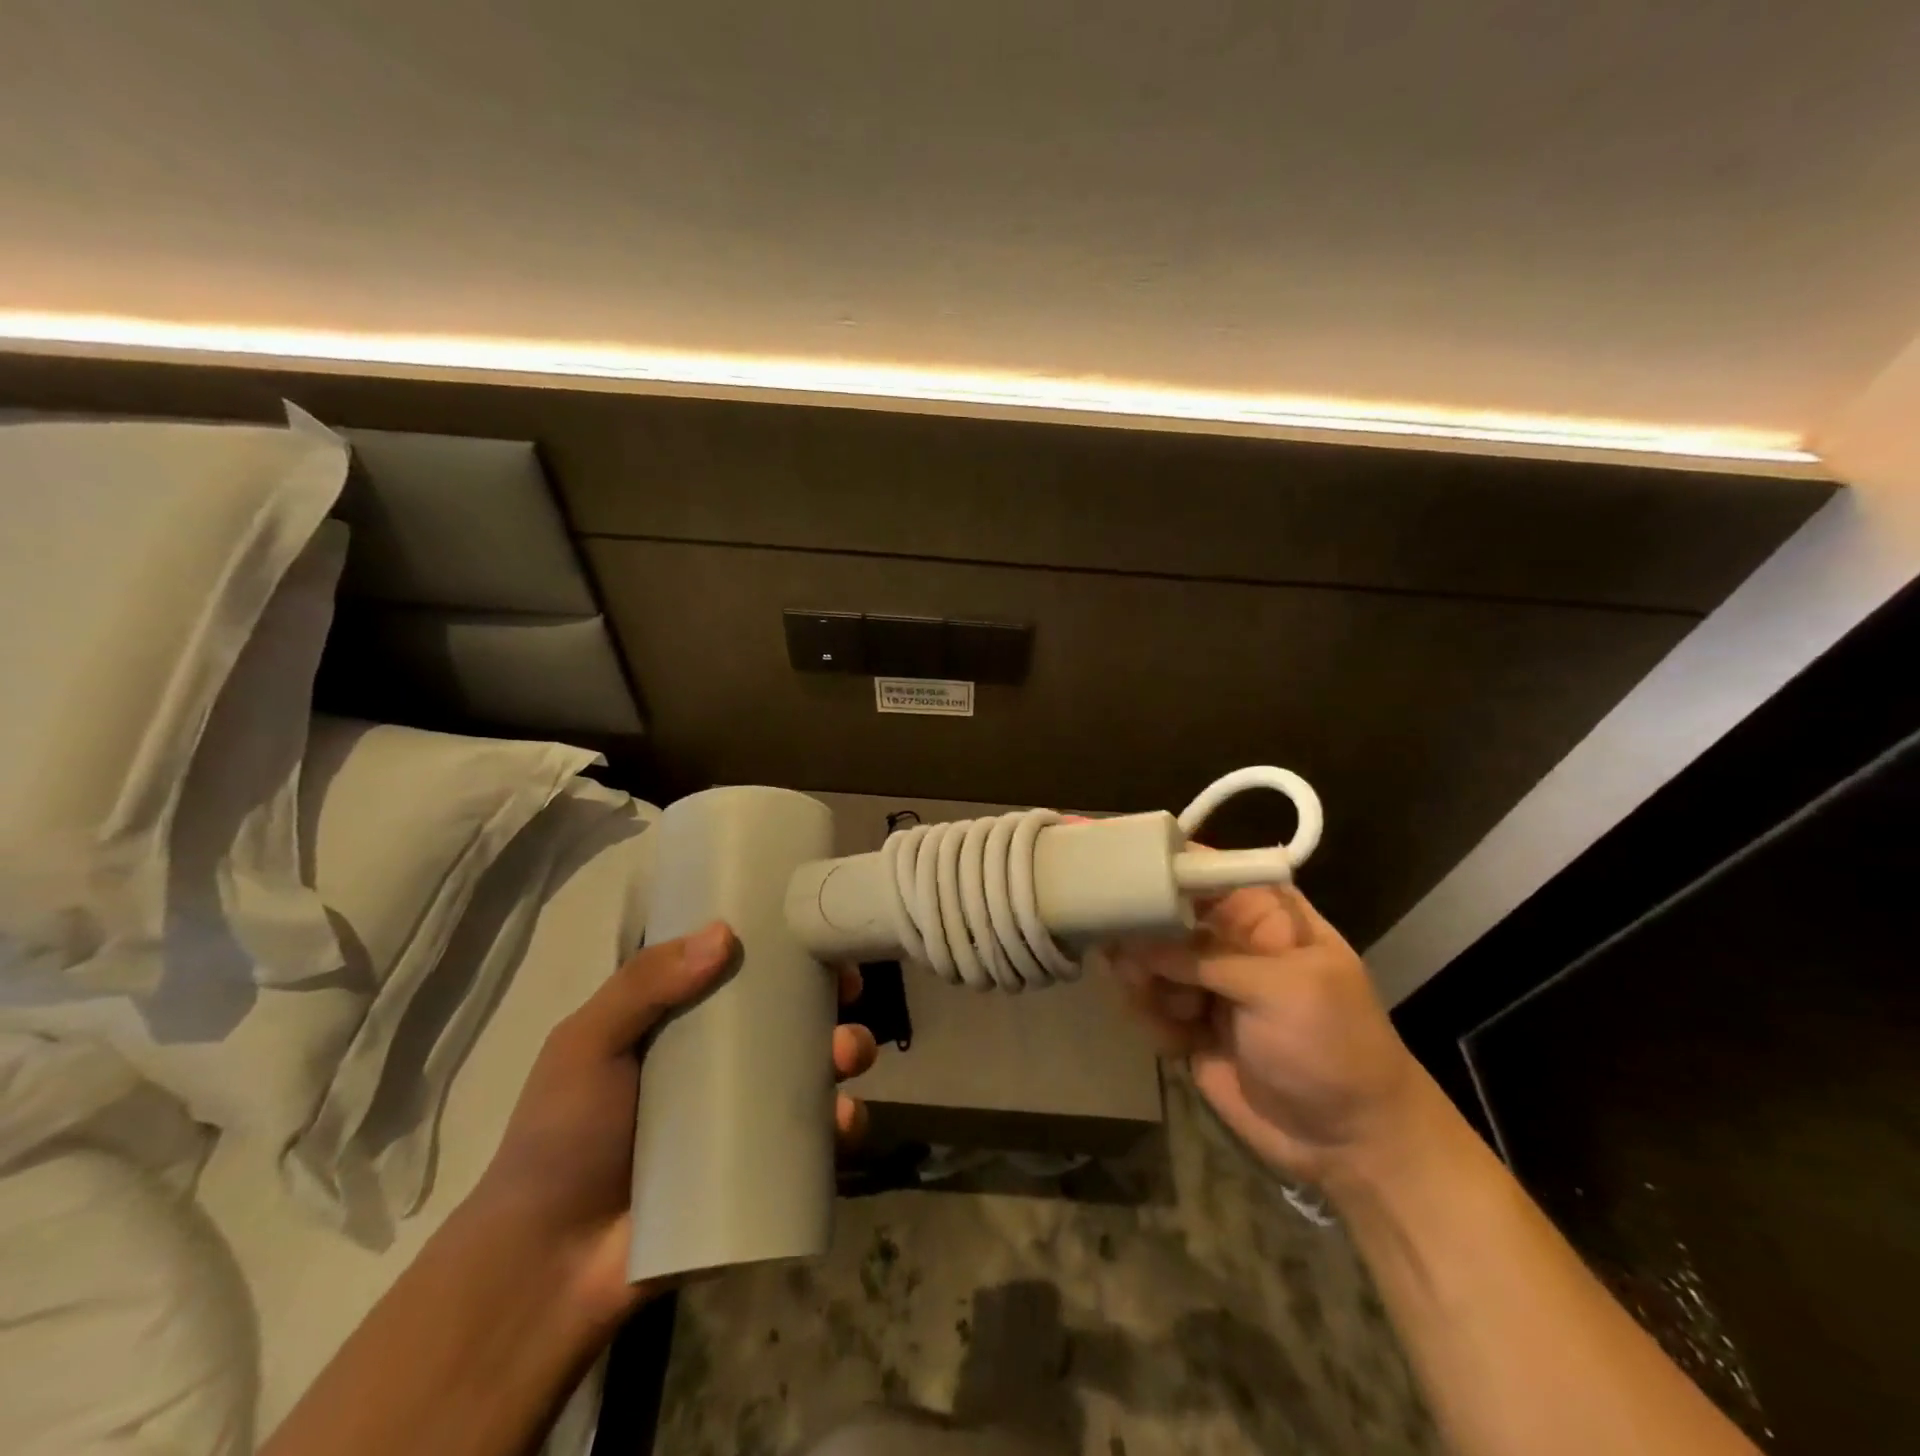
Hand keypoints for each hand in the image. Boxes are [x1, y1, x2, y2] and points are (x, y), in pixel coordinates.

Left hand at [472, 923, 876, 1325]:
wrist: (547, 1268)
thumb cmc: (561, 1139)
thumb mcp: (587, 1045)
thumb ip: (643, 985)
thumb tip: (725, 934)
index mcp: (683, 1022)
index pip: (743, 971)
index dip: (784, 949)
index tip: (817, 935)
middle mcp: (723, 1062)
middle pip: (791, 1015)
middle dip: (830, 998)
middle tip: (849, 994)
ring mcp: (747, 1116)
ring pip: (815, 1070)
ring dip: (848, 1051)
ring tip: (848, 1054)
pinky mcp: (764, 1168)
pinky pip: (816, 1140)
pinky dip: (842, 1124)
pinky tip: (845, 1120)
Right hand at [1107, 884, 1419, 1189]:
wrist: (1350, 1143)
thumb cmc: (1332, 1047)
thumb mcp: (1281, 989)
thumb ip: (1205, 958)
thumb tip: (1133, 942)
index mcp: (1261, 913)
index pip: (1199, 869)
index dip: (1155, 864)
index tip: (1111, 869)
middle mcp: (1227, 939)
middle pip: (1159, 913)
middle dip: (1139, 935)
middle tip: (1127, 961)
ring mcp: (1205, 982)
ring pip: (1145, 960)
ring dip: (1144, 984)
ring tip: (1166, 1009)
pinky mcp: (1187, 1022)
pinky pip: (1147, 1004)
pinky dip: (1153, 1019)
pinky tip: (1178, 1041)